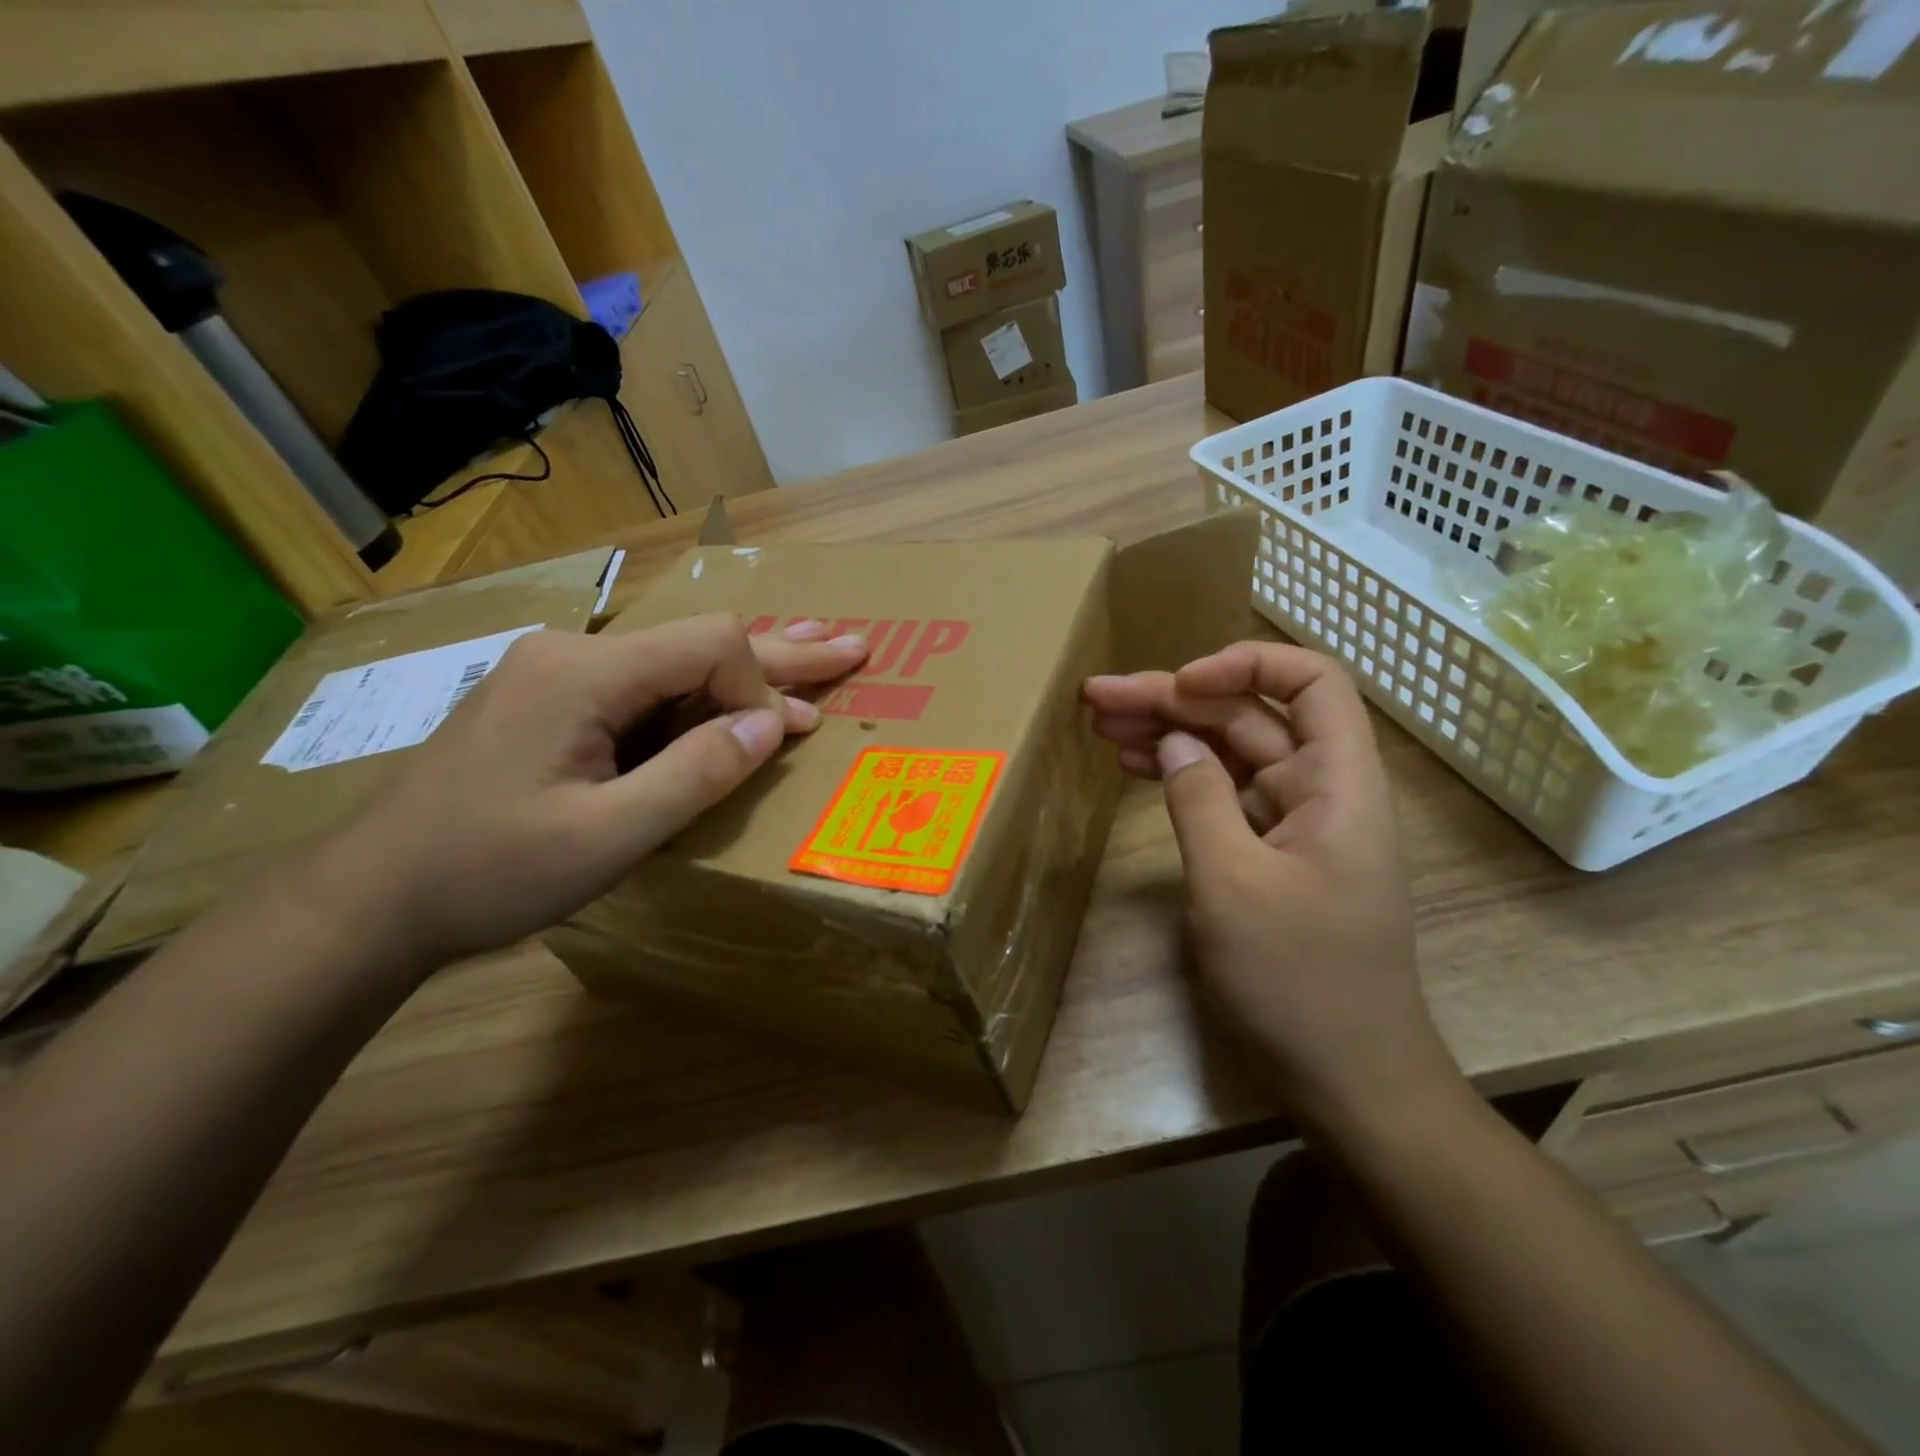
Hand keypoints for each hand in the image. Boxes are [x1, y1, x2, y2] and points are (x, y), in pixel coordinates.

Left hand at [305, 616, 867, 973]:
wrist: (371, 899)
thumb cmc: (487, 872)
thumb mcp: (607, 836)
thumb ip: (697, 773)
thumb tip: (774, 722)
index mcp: (584, 672)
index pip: (709, 646)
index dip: (759, 688)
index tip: (775, 745)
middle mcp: (574, 652)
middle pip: (699, 641)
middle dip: (782, 651)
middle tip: (852, 647)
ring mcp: (557, 673)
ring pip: (674, 661)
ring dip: (745, 668)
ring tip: (813, 649)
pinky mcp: (551, 701)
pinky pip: (644, 688)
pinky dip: (701, 697)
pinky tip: (732, 696)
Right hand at [1083, 643, 1460, 1134]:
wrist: (1350, 1081)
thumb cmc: (1299, 981)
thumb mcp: (1234, 885)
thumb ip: (1199, 799)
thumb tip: (1173, 743)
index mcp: (1338, 782)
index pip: (1310, 681)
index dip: (1244, 663)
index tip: (1179, 684)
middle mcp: (1320, 790)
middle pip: (1248, 716)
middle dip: (1174, 699)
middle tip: (1098, 697)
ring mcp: (1293, 824)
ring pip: (1228, 753)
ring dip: (1168, 733)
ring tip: (1101, 723)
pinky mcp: (1269, 856)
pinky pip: (1223, 796)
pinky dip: (1180, 778)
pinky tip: (1135, 767)